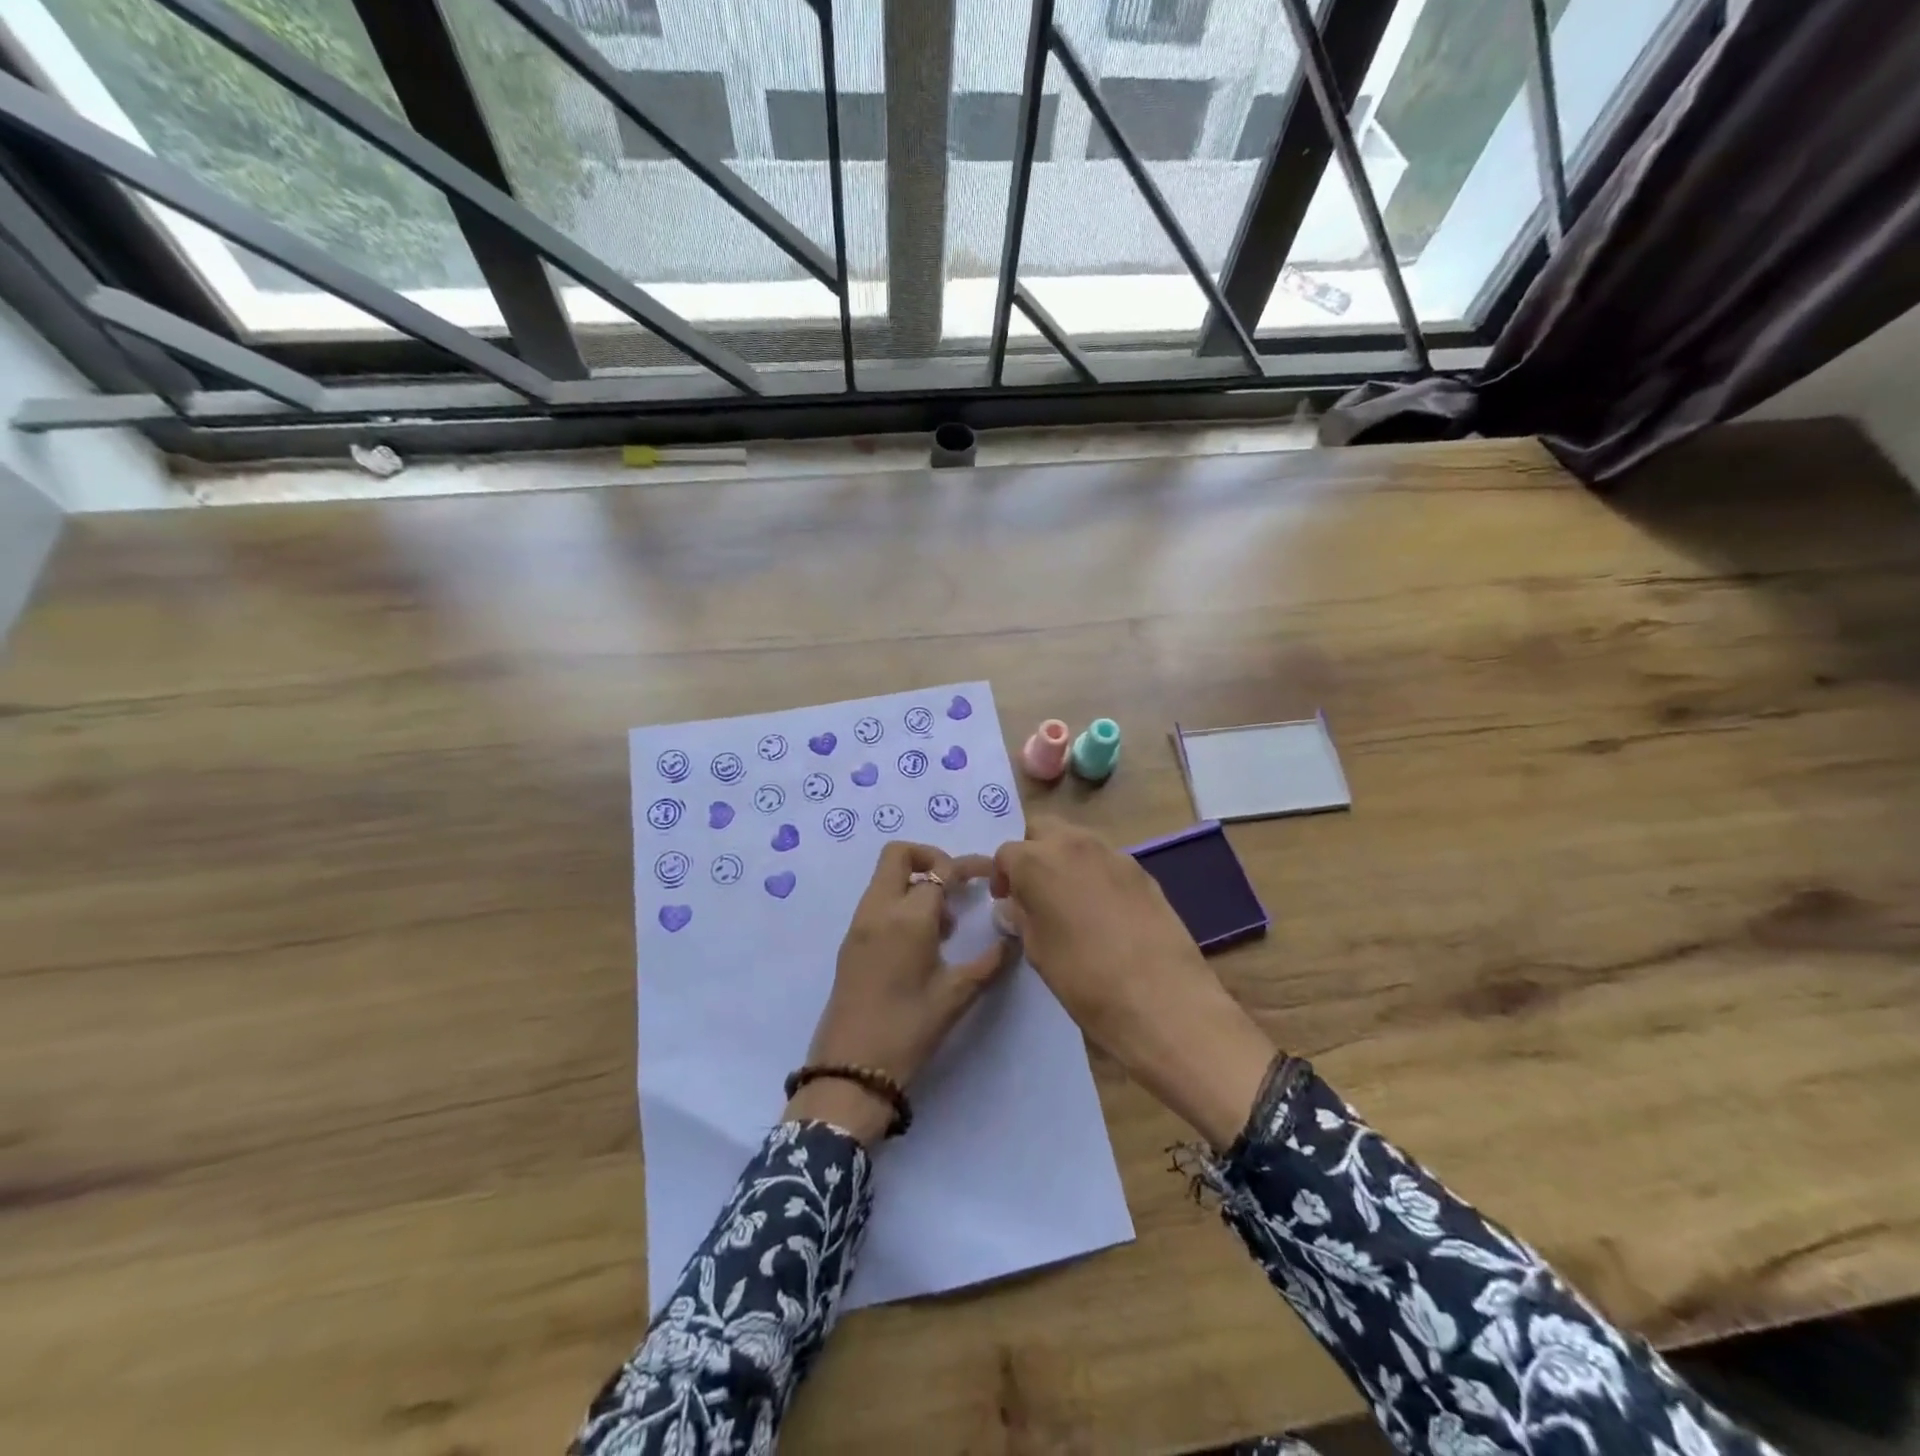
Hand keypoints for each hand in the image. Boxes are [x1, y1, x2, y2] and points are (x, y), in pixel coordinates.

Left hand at [786, 841, 1015, 1144]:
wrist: (851, 1068)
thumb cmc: (908, 1029)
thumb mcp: (956, 996)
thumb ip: (988, 962)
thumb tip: (1011, 938)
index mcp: (907, 917)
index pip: (940, 871)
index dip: (968, 868)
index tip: (990, 874)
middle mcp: (879, 909)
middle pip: (899, 855)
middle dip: (932, 857)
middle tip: (957, 885)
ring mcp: (860, 923)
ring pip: (886, 877)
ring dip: (917, 882)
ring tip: (945, 924)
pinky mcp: (851, 941)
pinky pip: (878, 901)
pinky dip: (901, 901)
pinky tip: (923, 940)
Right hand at [991, 818, 1276, 1146]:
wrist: (1160, 997)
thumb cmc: (1083, 978)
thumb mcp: (1038, 951)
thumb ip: (1022, 917)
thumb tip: (1014, 906)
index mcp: (1038, 861)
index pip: (1007, 852)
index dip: (1002, 875)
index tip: (1006, 900)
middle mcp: (1074, 844)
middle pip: (1044, 829)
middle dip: (1033, 851)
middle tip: (1033, 889)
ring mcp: (1113, 854)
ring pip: (1078, 841)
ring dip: (1066, 860)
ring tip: (1069, 900)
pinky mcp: (1143, 871)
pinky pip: (1107, 861)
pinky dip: (1096, 874)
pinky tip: (1104, 912)